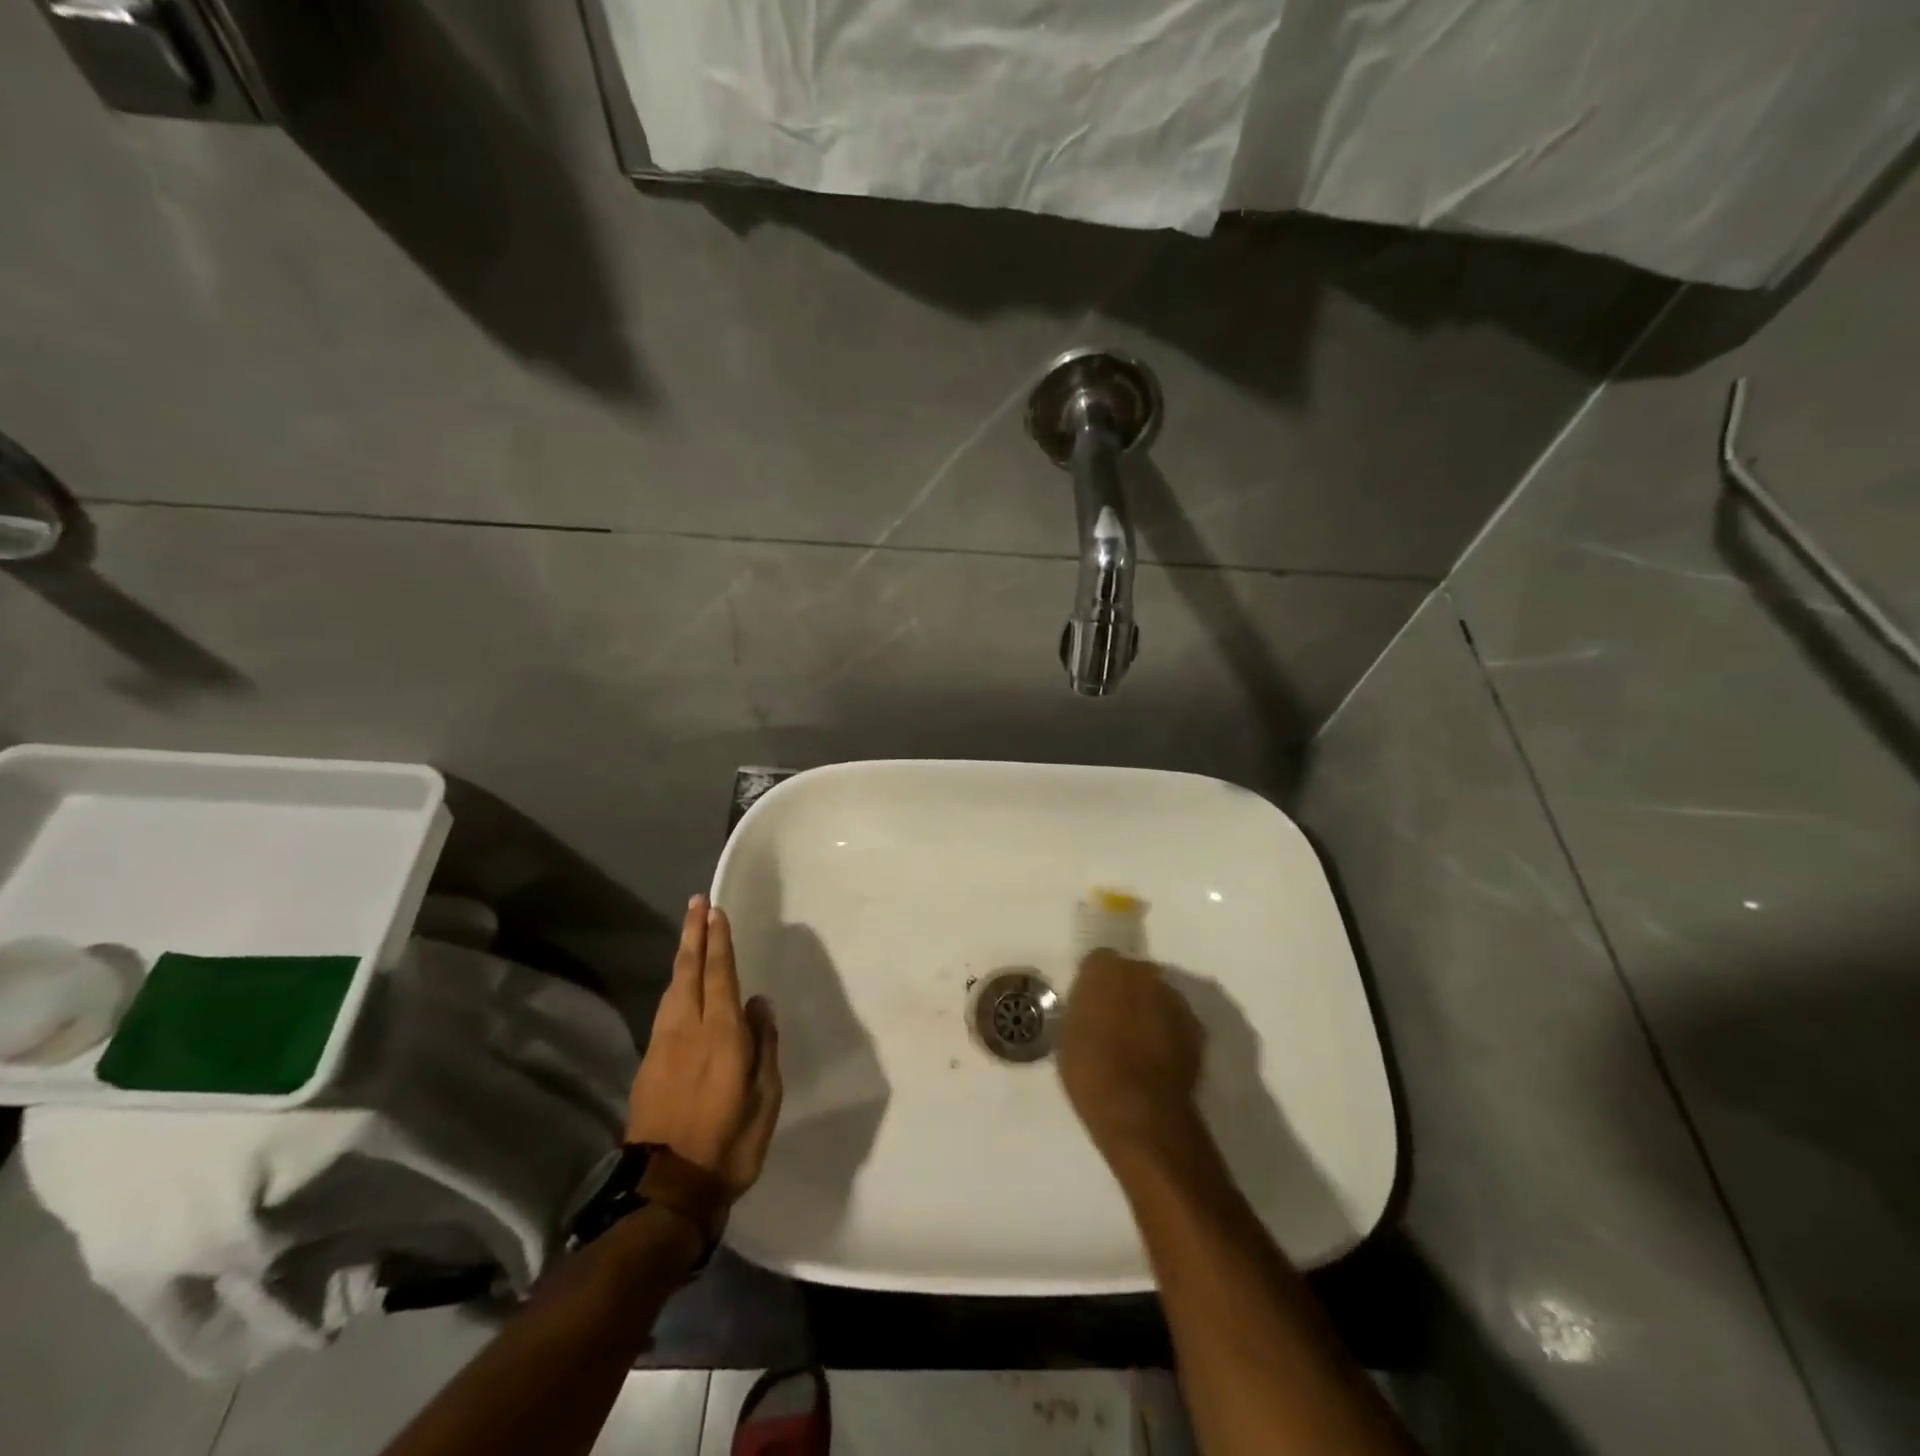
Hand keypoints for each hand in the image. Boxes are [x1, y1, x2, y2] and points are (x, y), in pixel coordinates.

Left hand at [628, 896, 782, 1200]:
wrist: (667, 1189)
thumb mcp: (765, 1098)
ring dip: (683, 956)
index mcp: (722, 1035)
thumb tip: (759, 1004)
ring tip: (689, 934)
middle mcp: (689, 1029)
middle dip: (694, 935)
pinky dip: (675, 985)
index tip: (715, 911)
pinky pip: (665, 1010)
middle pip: (690, 971)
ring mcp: (664, 1045)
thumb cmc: (729, 1144)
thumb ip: (763, 1046)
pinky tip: (680, 984)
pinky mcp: (649, 1063)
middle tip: (696, 903)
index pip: (720, 975)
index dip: (718, 942)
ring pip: (673, 988)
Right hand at [1058, 949, 1205, 1162]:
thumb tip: (1090, 1009)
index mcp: (1104, 969)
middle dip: (1126, 992)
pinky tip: (1159, 1059)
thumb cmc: (1090, 1071)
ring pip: (1158, 996)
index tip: (1090, 1004)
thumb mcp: (1067, 1036)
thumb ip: (1082, 1010)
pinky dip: (1170, 1033)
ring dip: (1150, 1011)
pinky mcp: (1197, 1027)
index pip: (1098, 962)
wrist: (1140, 1111)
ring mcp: (1174, 998)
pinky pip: (1177, 1021)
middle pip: (1133, 974)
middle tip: (1114, 1022)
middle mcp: (1143, 972)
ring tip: (1140, 1044)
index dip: (1094, 983)